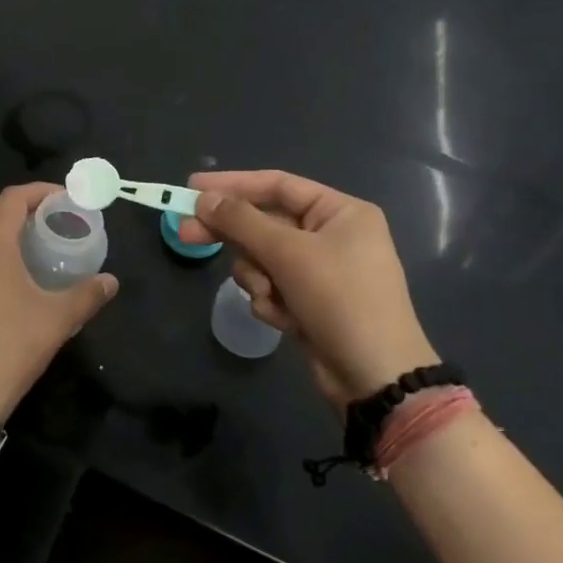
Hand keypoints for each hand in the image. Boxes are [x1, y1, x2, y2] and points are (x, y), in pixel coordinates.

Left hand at [0, 183, 118, 416]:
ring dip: (1, 227)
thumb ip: (87, 295)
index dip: (39, 192)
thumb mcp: (57, 319)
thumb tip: (111, 281)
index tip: (64, 199)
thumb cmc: (11, 346)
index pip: (13, 197)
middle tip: (50, 217)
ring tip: (29, 241)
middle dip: (20, 205)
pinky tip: (4, 273)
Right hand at [180, 170, 437, 405]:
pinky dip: (270, 301)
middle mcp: (332, 235)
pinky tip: (285, 320)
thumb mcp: (288, 253)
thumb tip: (203, 198)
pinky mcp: (309, 302)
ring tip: (268, 295)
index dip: (232, 183)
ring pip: (262, 258)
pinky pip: (271, 286)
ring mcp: (320, 271)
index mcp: (340, 212)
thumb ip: (241, 221)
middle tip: (187, 234)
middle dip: (232, 234)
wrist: (376, 379)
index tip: (192, 187)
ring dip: (257, 277)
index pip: (276, 184)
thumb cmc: (340, 300)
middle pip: (265, 222)